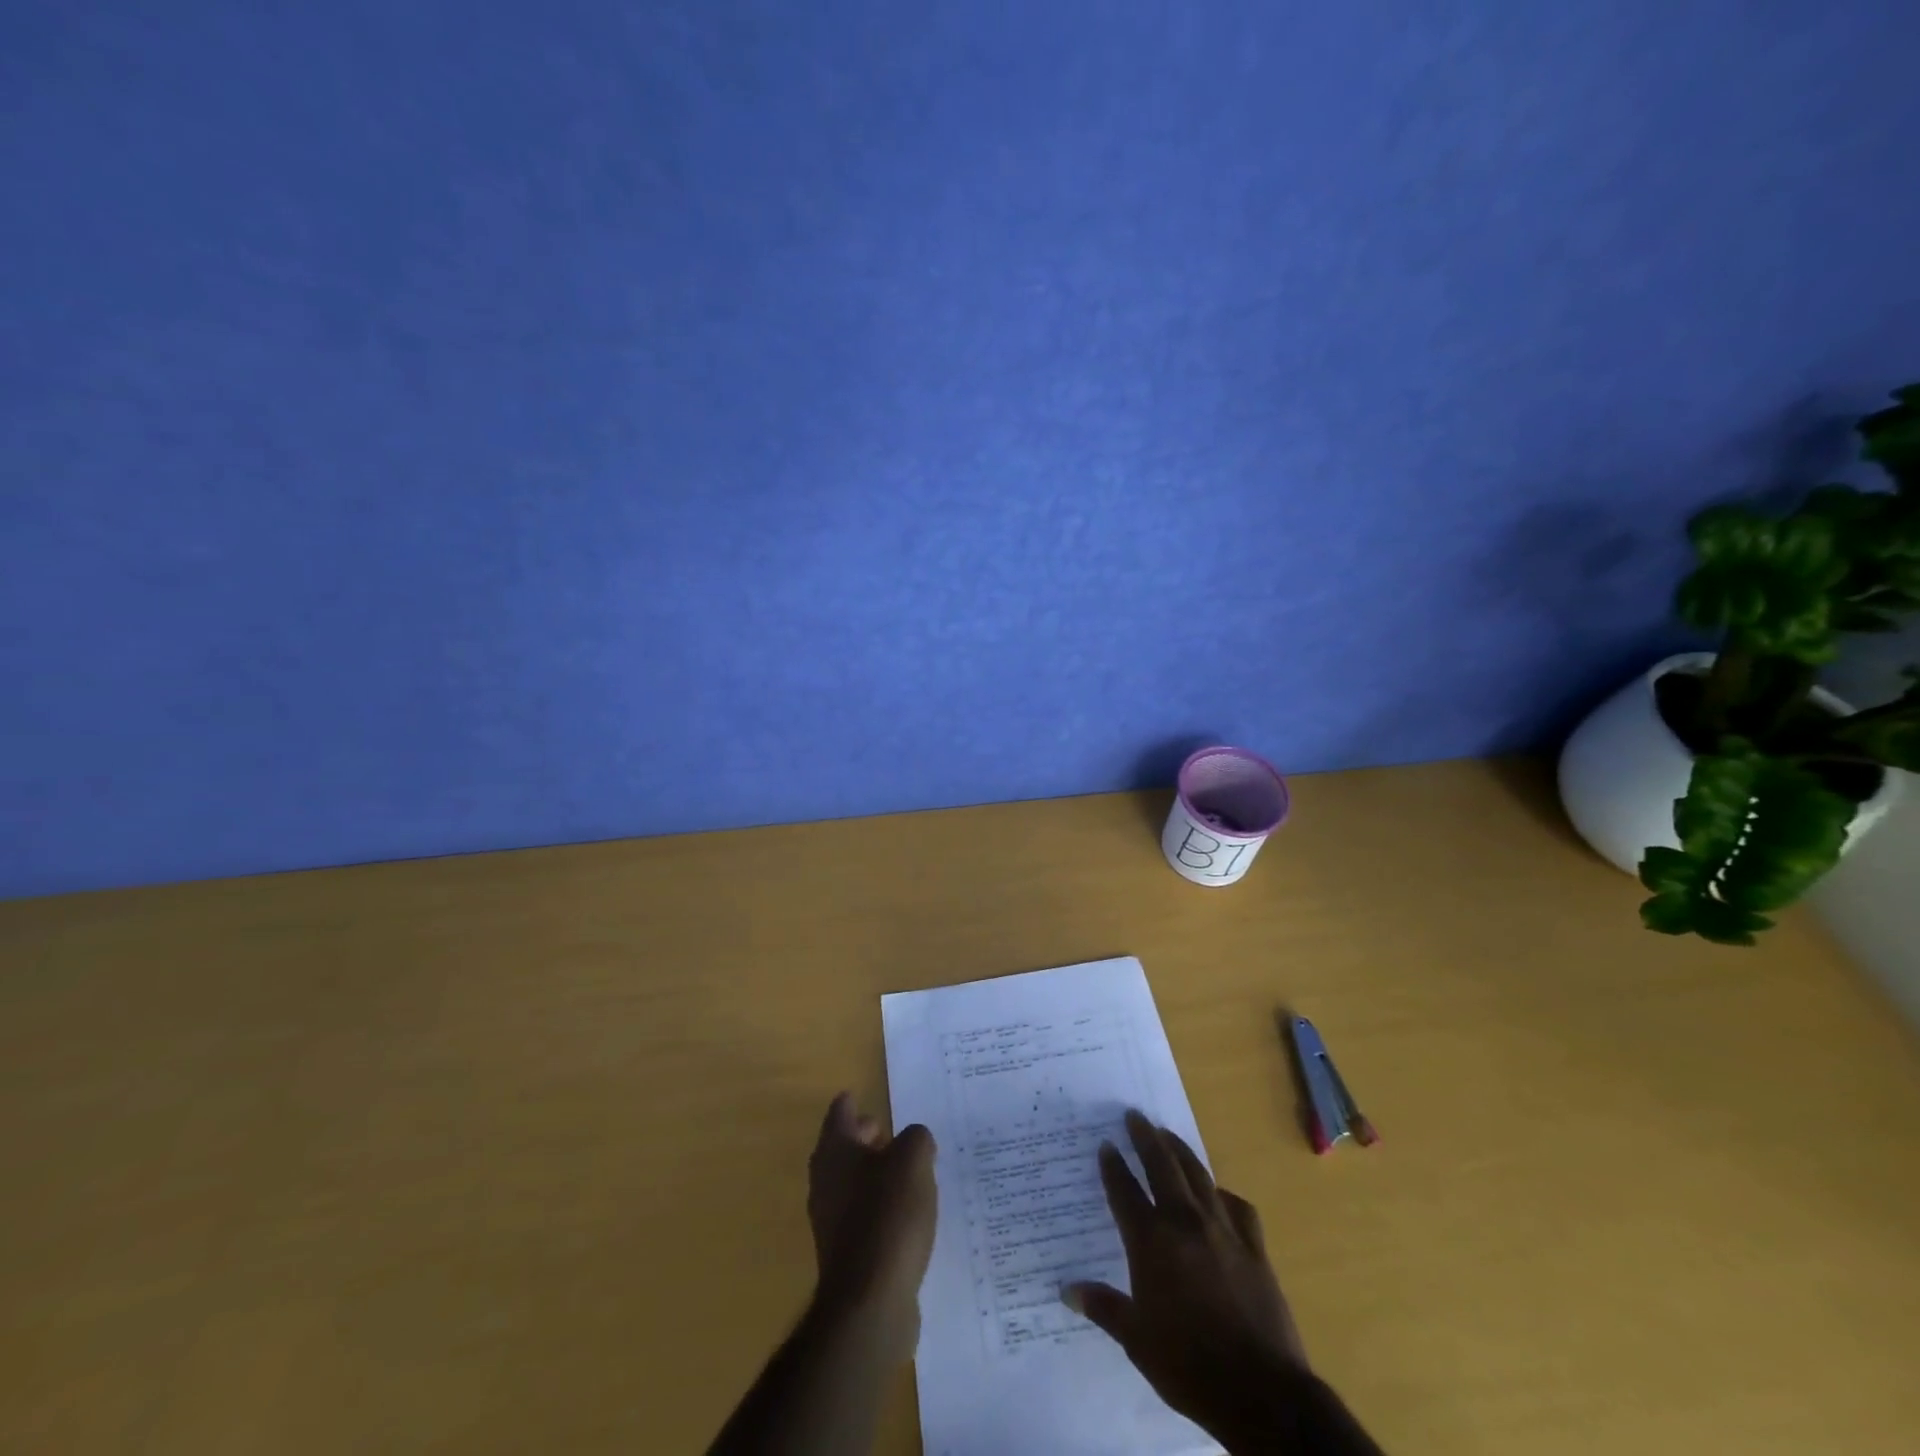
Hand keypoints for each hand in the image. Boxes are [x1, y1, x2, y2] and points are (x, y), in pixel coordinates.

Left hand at [806, 1093, 937, 1349]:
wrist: (870, 1302)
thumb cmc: (889, 1215)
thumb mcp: (913, 1160)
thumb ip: (917, 1139)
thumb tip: (915, 1141)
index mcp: (835, 1152)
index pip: (840, 1113)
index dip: (852, 1103)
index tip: (861, 1096)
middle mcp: (825, 1182)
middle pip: (843, 1149)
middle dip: (865, 1139)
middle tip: (891, 1133)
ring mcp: (831, 1222)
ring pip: (852, 1184)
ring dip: (875, 1176)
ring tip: (907, 1174)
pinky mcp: (845, 1255)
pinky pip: (863, 1218)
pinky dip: (880, 1209)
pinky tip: (906, 1216)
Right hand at [1065, 1111, 1306, 1437]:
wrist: (1262, 1392)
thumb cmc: (1189, 1366)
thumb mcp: (1137, 1341)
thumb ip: (1103, 1307)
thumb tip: (1067, 1291)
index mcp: (1151, 1242)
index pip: (1125, 1191)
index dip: (1112, 1166)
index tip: (1105, 1145)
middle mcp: (1185, 1223)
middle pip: (1162, 1167)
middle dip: (1145, 1138)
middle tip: (1135, 1115)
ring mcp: (1223, 1231)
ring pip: (1198, 1176)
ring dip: (1180, 1151)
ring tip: (1167, 1134)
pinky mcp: (1254, 1247)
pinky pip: (1237, 1207)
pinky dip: (1223, 1194)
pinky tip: (1218, 1194)